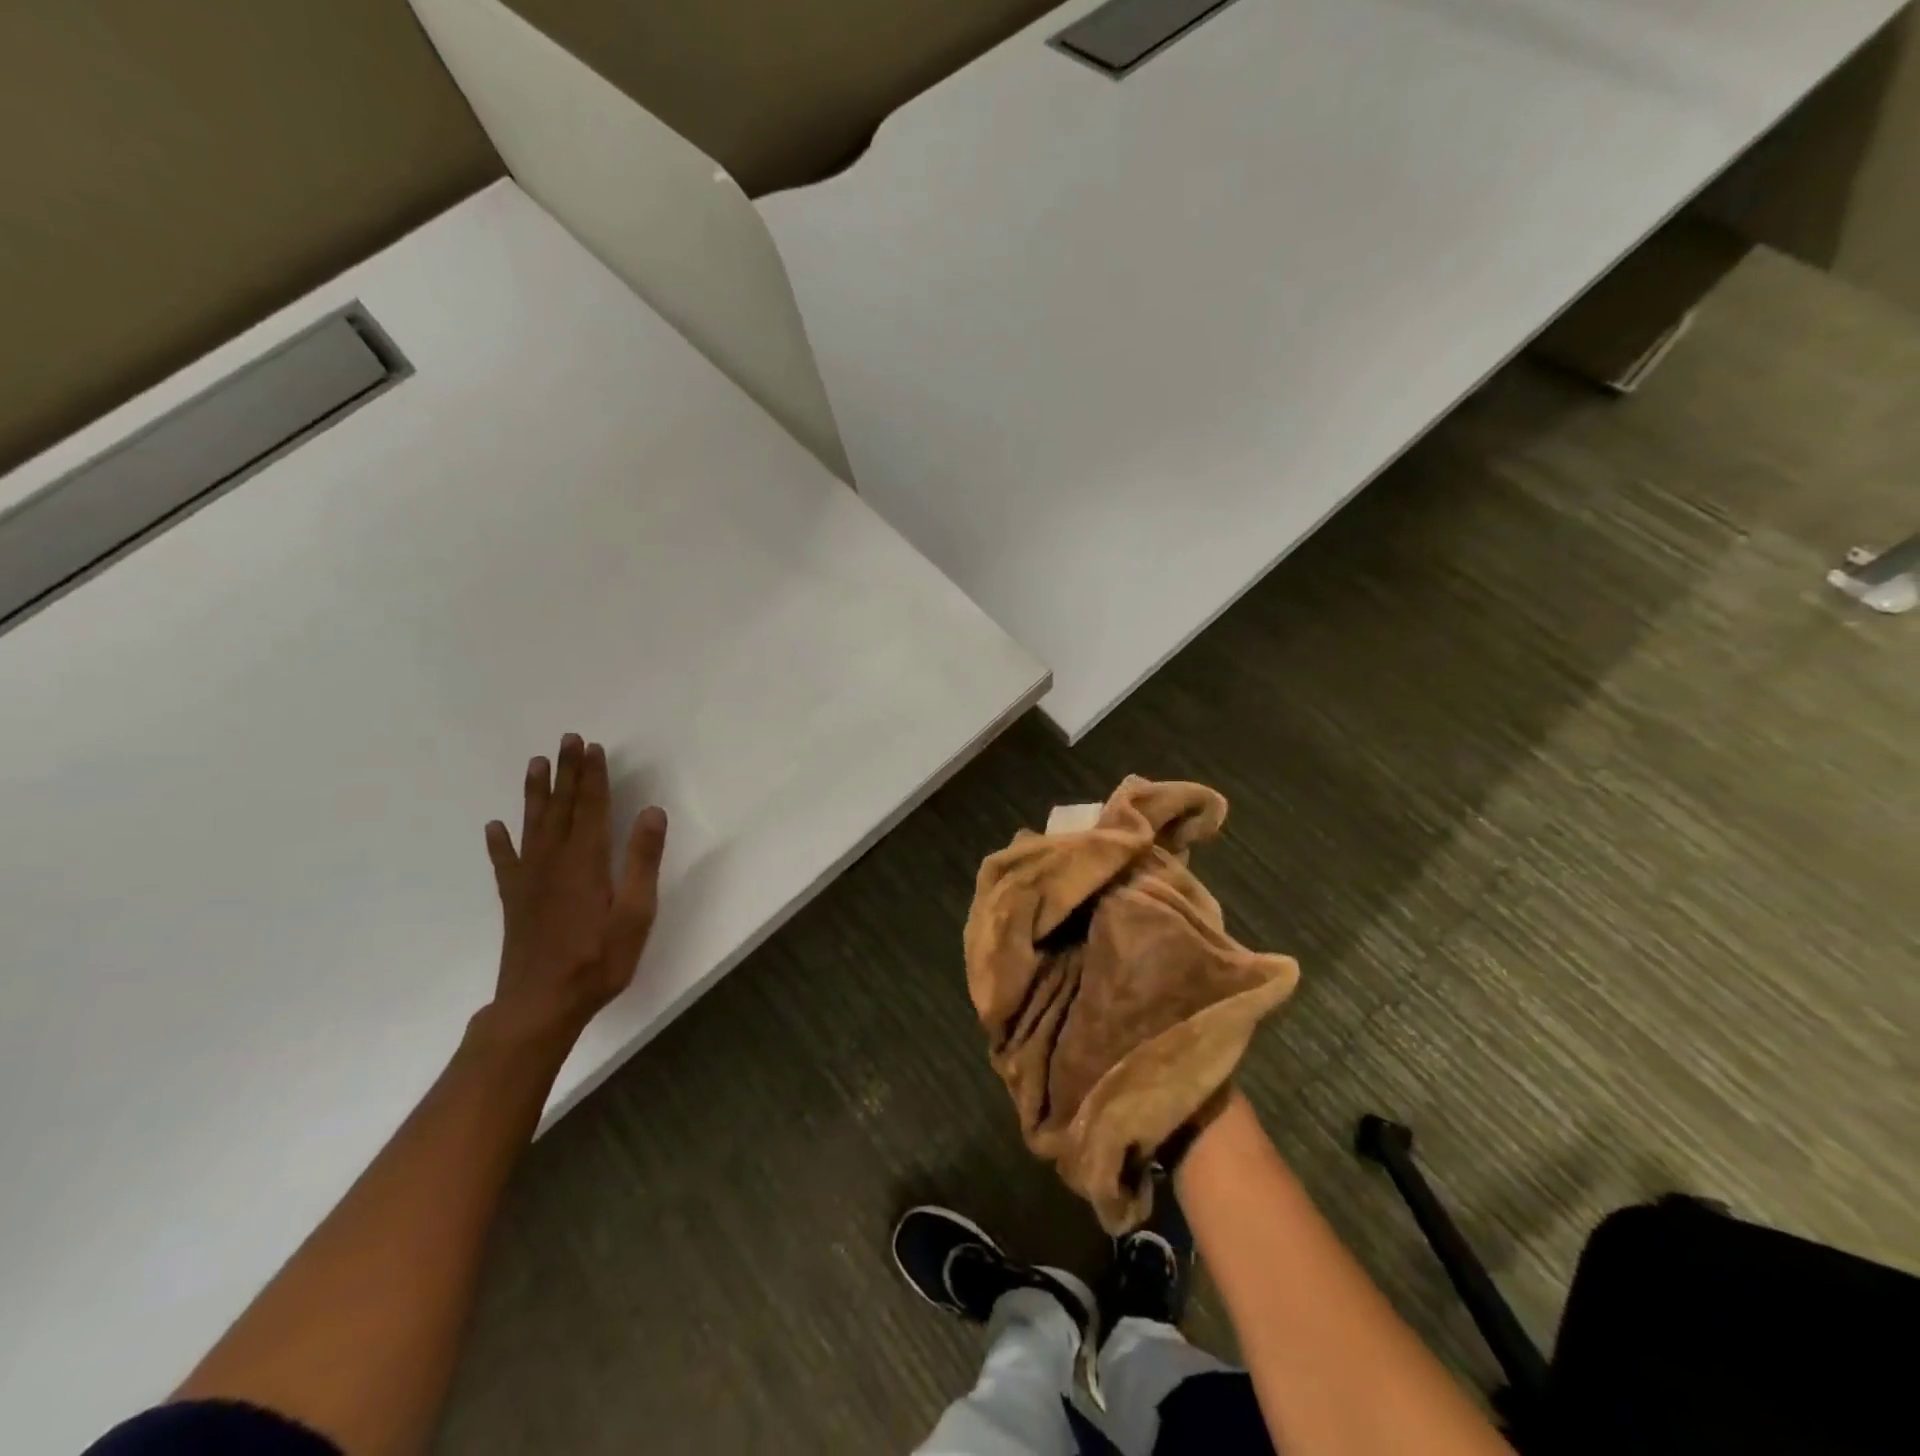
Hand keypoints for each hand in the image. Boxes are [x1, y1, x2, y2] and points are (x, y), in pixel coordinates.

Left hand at [482, 734, 667, 1044]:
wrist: (540, 1005)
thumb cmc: (598, 960)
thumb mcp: (636, 914)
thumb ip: (643, 861)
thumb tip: (651, 812)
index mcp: (586, 861)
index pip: (591, 807)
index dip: (593, 776)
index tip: (593, 747)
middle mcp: (554, 861)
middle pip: (562, 807)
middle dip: (567, 772)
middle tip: (567, 740)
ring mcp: (530, 880)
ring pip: (532, 825)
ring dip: (536, 793)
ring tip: (537, 764)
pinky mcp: (515, 900)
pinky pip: (505, 862)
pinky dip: (499, 843)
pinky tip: (495, 828)